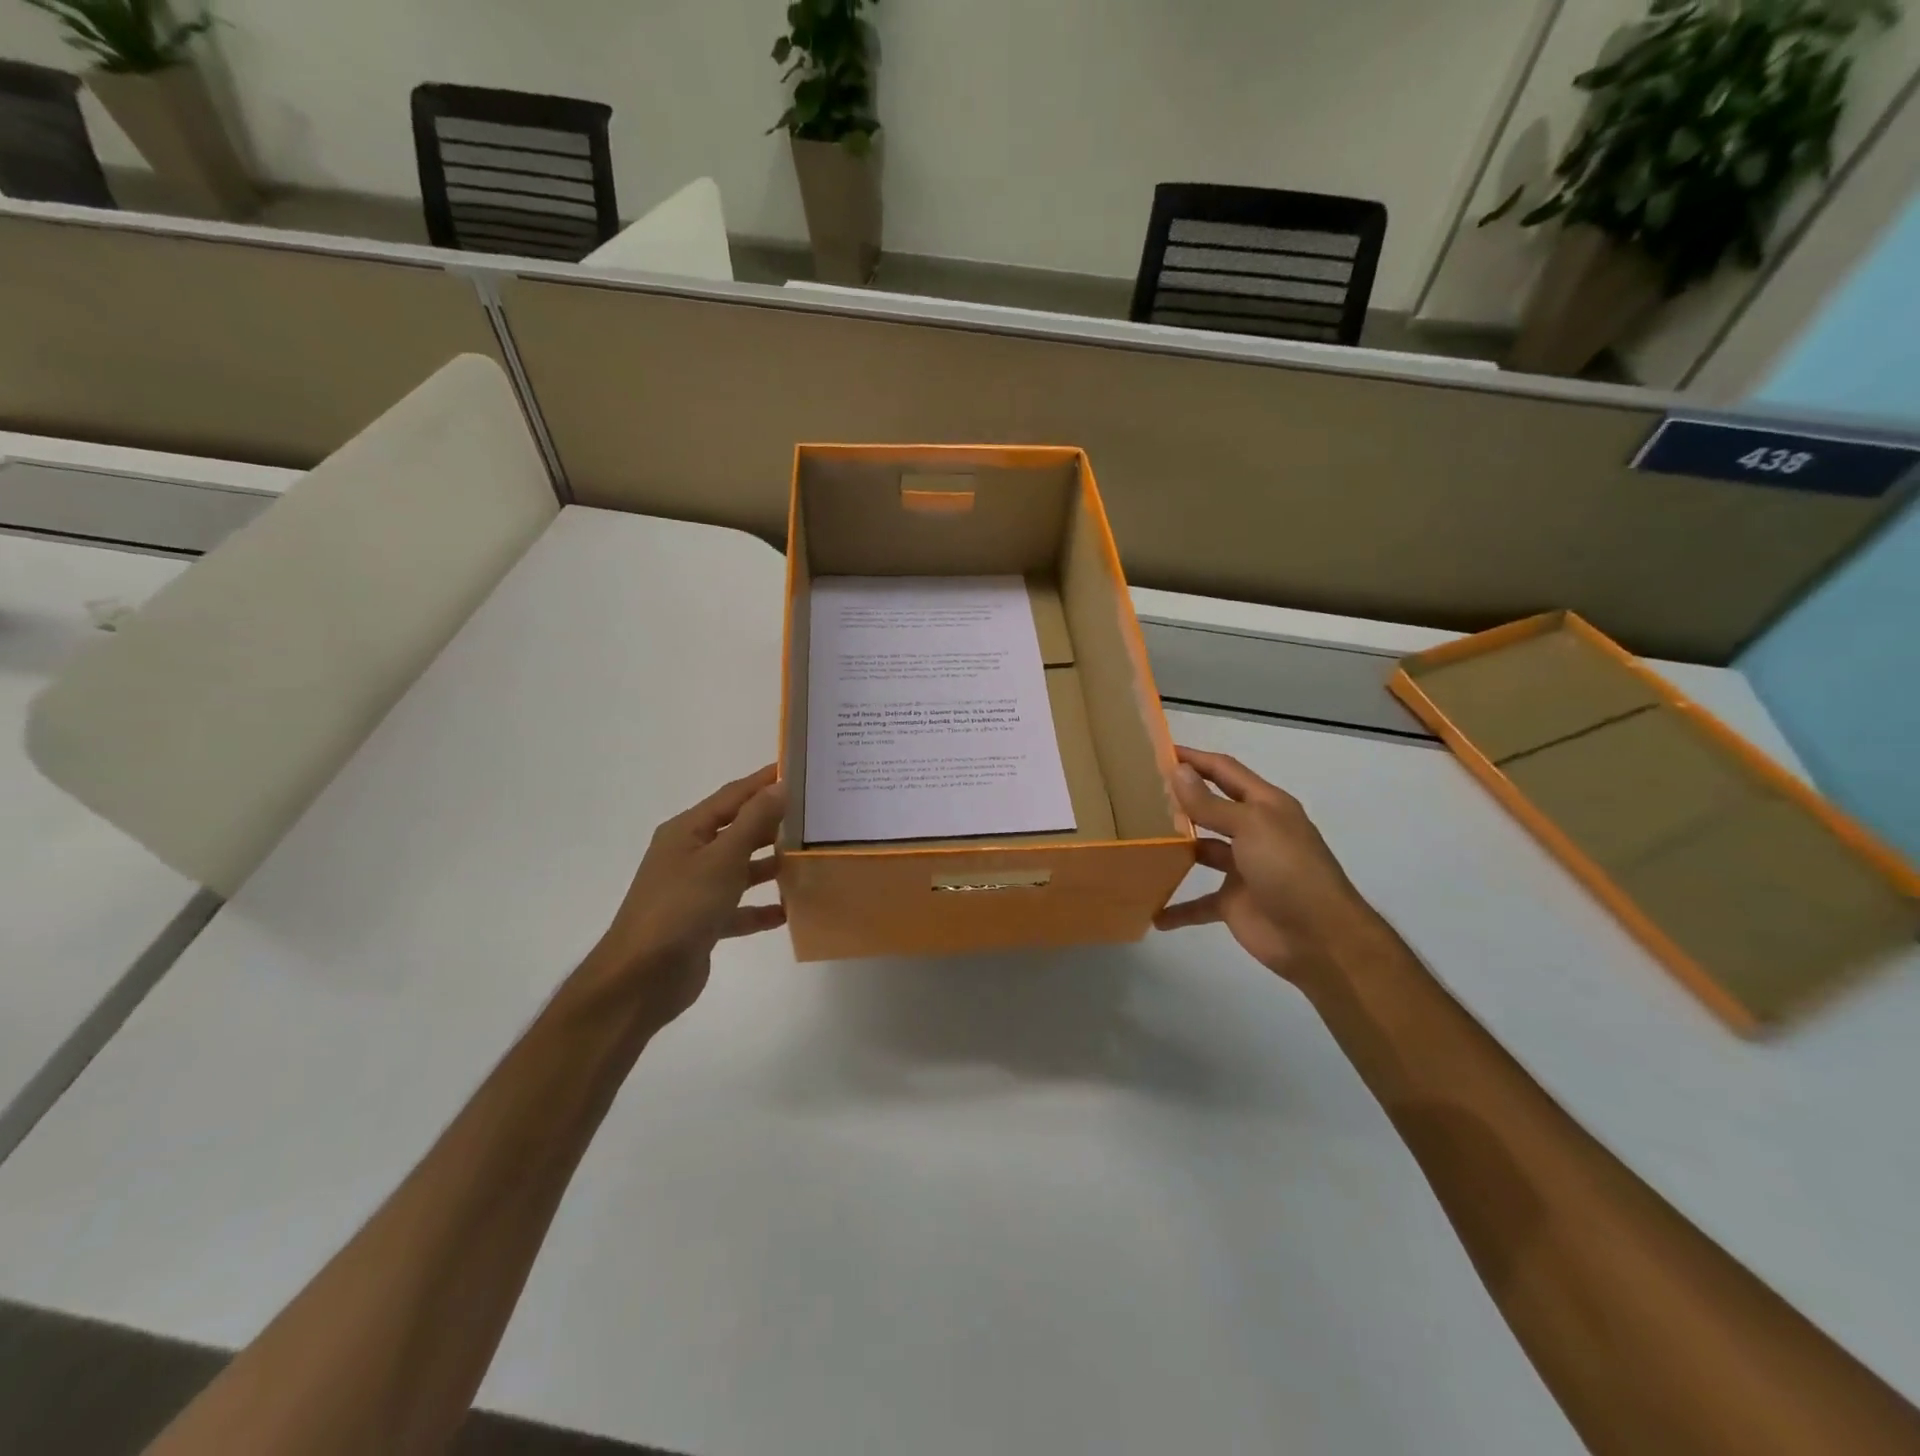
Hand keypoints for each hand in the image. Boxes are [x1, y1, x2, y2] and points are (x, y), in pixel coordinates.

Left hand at [587, 765, 787, 1031]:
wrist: (642, 978)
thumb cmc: (681, 907)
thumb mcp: (722, 859)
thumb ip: (754, 822)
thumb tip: (780, 786)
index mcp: (687, 831)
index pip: (732, 796)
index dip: (764, 782)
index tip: (798, 769)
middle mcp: (689, 855)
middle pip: (738, 830)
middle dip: (773, 823)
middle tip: (815, 815)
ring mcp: (694, 890)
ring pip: (740, 869)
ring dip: (770, 865)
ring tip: (809, 858)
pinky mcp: (702, 923)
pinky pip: (738, 909)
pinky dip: (761, 908)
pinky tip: (789, 910)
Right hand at [1154, 747, 1379, 987]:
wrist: (1321, 939)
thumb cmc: (1289, 870)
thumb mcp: (1251, 827)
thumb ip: (1211, 804)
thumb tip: (1178, 771)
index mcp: (1264, 806)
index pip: (1224, 770)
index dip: (1194, 758)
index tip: (1157, 750)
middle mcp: (1253, 832)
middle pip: (1210, 809)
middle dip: (1179, 800)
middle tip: (1136, 793)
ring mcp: (1243, 869)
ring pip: (1201, 852)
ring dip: (1174, 850)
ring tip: (1136, 841)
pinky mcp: (1233, 903)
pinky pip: (1199, 903)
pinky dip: (1177, 909)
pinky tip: (1152, 911)